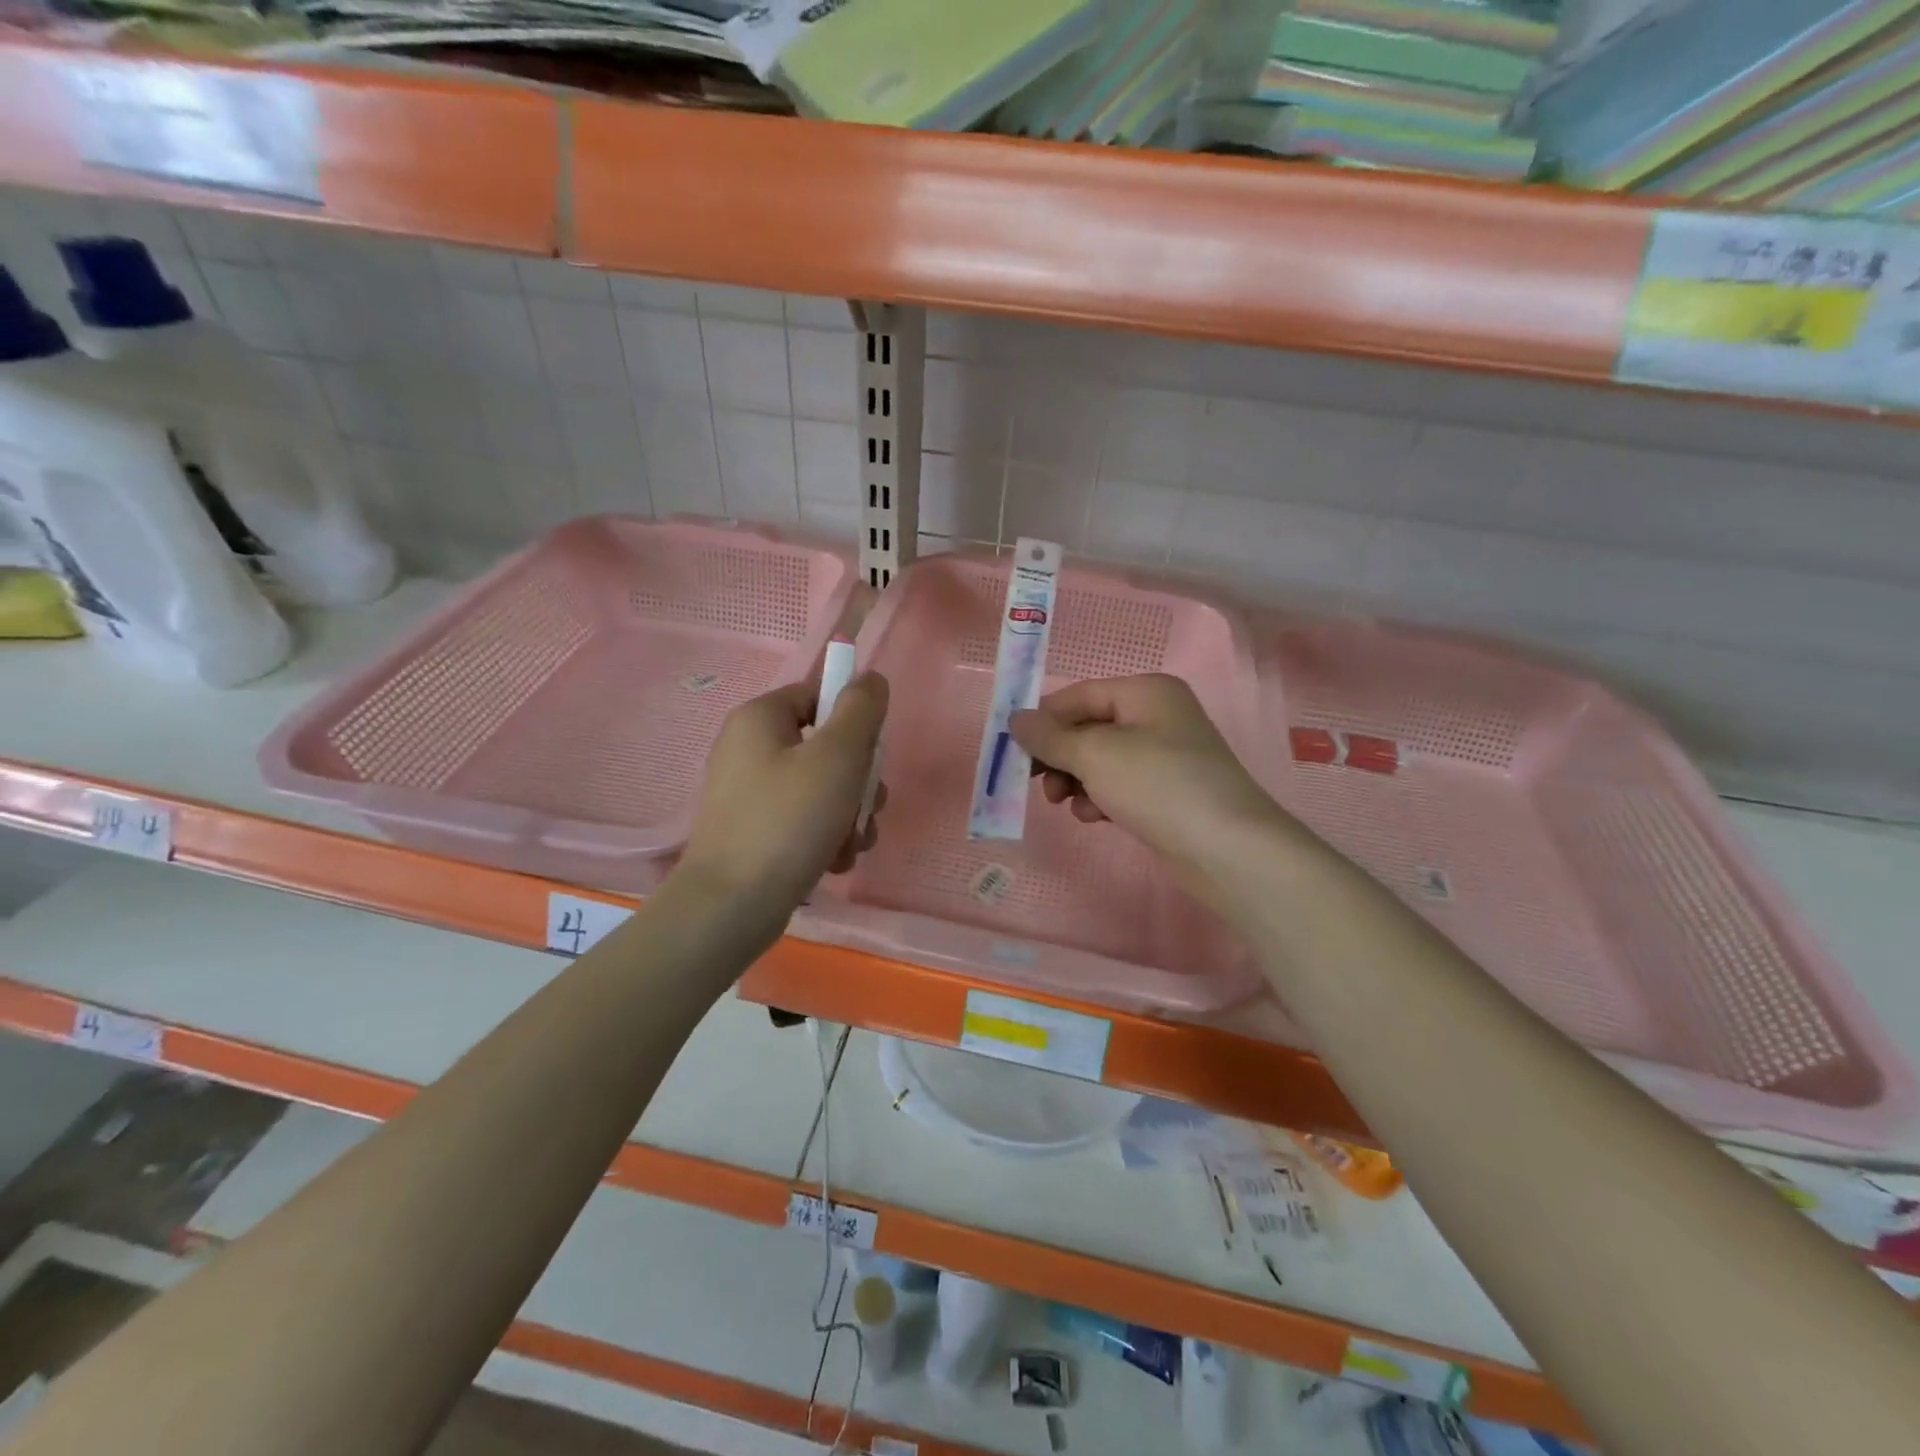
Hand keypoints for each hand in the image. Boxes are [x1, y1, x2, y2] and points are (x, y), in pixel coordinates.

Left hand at [677, 673, 887, 917]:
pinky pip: (803, 820)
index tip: (869, 755)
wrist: (732, 906)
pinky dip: (825, 837)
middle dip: (858, 781)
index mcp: (760, 718)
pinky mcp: (753, 831)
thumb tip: (870, 678)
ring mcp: (749, 793)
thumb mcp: (838, 756)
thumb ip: (861, 710)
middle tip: (866, 808)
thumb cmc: (789, 820)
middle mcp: (748, 748)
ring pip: (821, 788)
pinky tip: (833, 862)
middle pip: (825, 746)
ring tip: (850, 845)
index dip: (853, 721)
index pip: (818, 694)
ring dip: (849, 815)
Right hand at [1009, 674, 1287, 908]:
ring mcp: (1165, 756)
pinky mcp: (1167, 792)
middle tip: (1037, 782)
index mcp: (1146, 692)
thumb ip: (1050, 736)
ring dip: (1076, 780)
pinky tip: (1095, 817)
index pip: (1079, 695)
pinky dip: (1100, 797)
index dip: (1044, 719)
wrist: (1227, 849)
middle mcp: (1157, 716)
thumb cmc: (1158, 785)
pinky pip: (1120, 785)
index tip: (1013, 750)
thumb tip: (1015, 719)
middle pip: (1089, 727)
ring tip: (1066, 804)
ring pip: (1101, 760)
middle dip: (1059, 755)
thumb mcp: (1094, 754)